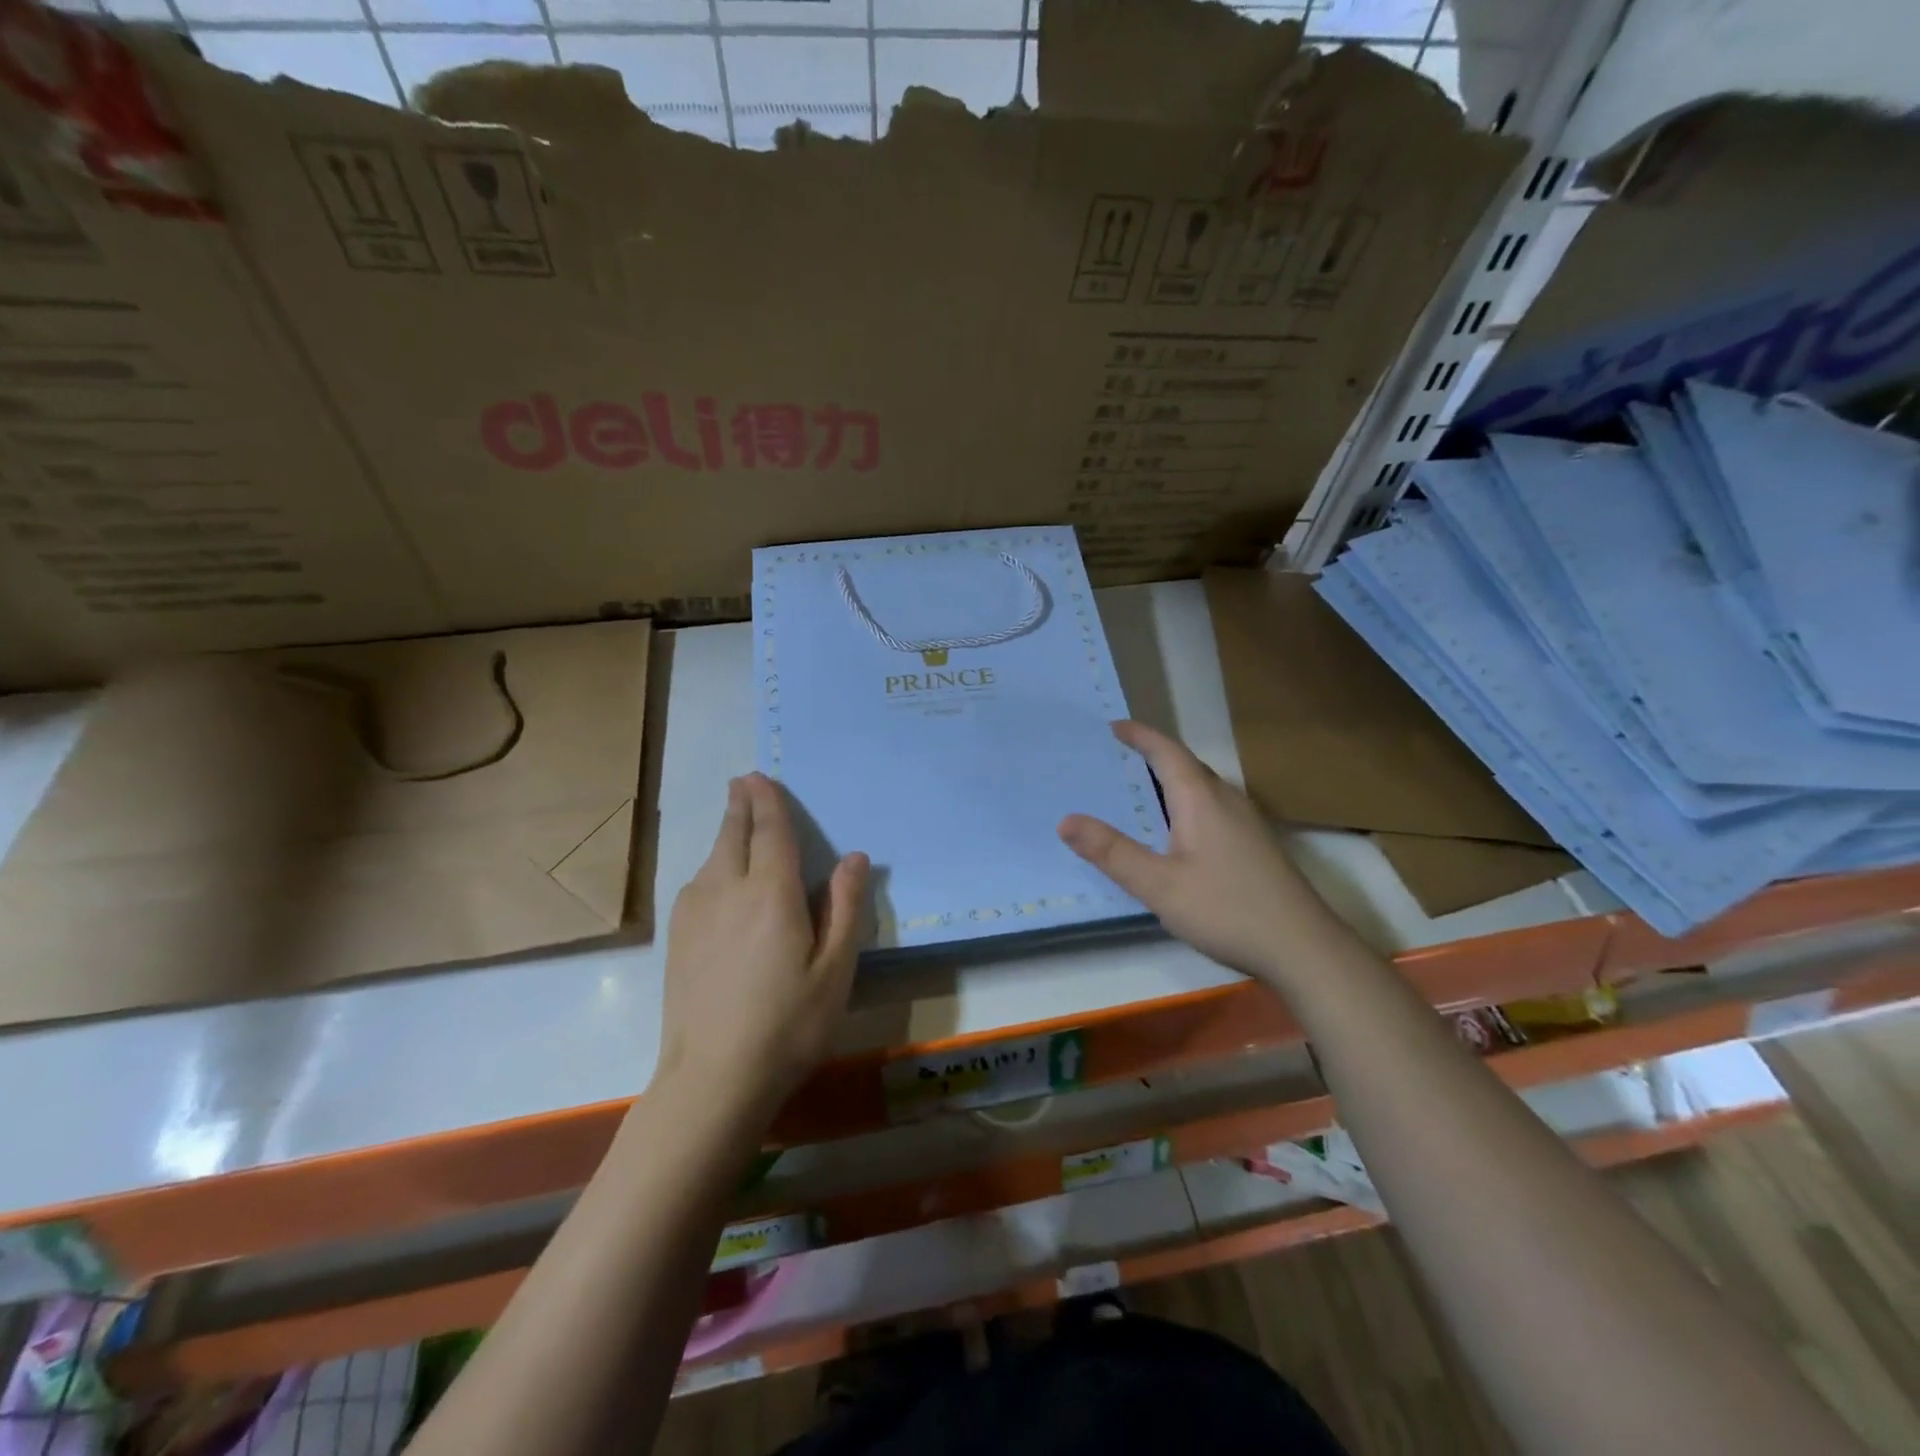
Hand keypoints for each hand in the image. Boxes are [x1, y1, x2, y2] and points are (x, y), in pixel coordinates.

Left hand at [657, 773, 868, 1120]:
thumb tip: (855, 857)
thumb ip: (845, 907)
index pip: (770, 831)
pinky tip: (719, 876)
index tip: (760, 777)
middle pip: (733, 834)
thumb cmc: (788, 1024)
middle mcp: (727, 889)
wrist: (712, 1079)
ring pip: (712, 857)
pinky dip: (713, 863)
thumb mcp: (835, 970)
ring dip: (726, 833)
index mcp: (771, 893)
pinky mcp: (677, 936)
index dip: (767, 801)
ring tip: (737, 822)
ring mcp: (695, 912)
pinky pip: (698, 881)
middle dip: (740, 804)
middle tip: (744, 782)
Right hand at [1058, 721, 1333, 986]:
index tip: (1113, 726)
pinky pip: (1213, 807)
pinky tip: (1176, 833)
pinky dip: (1186, 803)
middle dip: (1152, 756)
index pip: (1167, 751)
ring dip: (1170, 780)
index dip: (1140, 735)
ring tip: (1139, 790)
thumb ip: (1112, 852)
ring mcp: (1247, 822)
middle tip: (1117, 758)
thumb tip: (1065, 820)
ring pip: (1202, 787)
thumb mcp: (1159, 885)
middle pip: (1186, 765)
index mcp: (1202, 799)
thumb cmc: (1226, 910)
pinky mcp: (1256, 845)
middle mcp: (1227, 800)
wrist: (1303, 948)